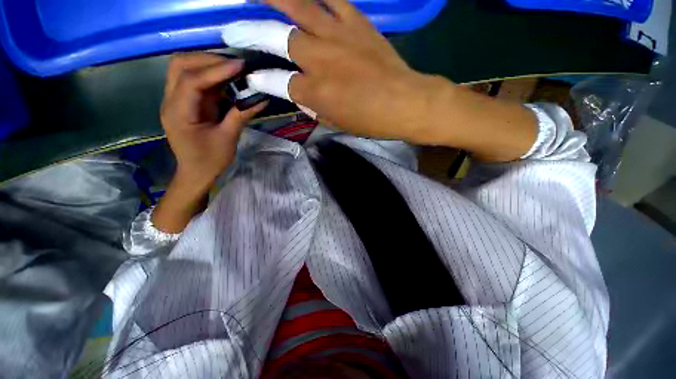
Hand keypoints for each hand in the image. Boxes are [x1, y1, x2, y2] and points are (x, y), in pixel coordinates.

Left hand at [152, 53, 266, 233]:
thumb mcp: (228, 139)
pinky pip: (193, 79)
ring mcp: (175, 100)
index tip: (240, 66)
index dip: (216, 70)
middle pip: (180, 65)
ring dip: (207, 64)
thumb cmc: (210, 160)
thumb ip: (241, 115)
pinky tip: (226, 79)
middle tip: (235, 65)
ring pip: (183, 68)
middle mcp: (170, 101)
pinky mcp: (184, 102)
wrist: (195, 173)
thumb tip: (260, 99)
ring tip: (232, 69)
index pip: (191, 80)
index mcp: (179, 113)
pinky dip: (209, 75)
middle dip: (208, 60)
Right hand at [221, 0, 436, 141]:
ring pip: (298, 7)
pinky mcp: (357, 23)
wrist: (405, 102)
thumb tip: (301, 96)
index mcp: (315, 92)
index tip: (251, 78)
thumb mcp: (337, 123)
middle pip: (277, 38)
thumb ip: (315, 108)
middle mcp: (320, 60)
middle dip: (249, 33)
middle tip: (231, 29)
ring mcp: (338, 36)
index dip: (261, 80)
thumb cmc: (371, 120)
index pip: (277, 82)